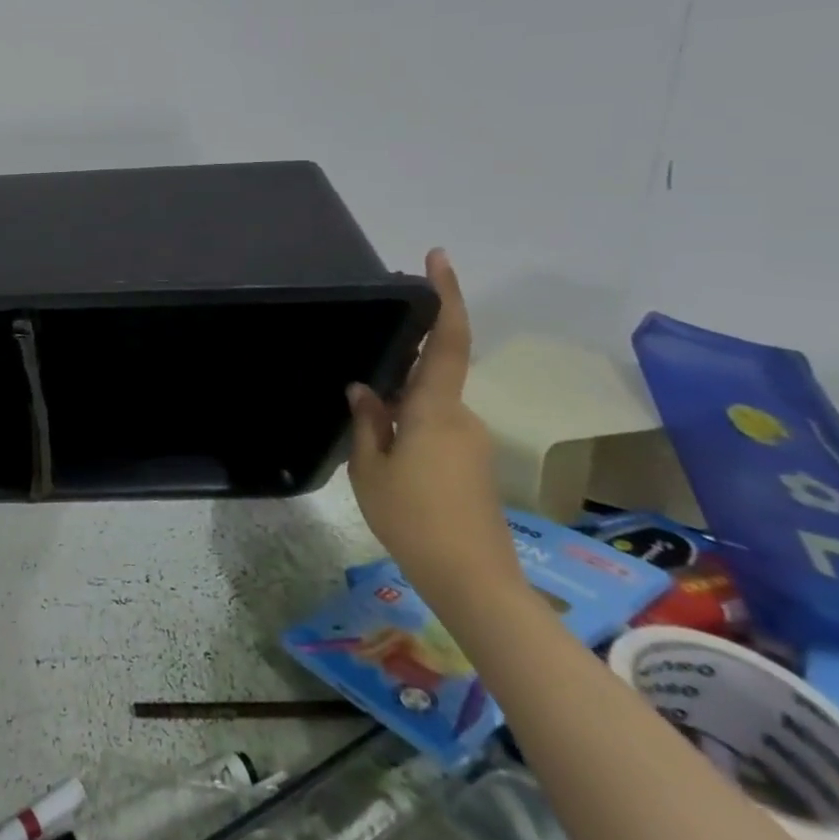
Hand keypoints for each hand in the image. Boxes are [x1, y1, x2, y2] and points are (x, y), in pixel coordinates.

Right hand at [346, 249, 519, 612]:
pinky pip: (434, 427)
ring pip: (427, 406)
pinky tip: (385, 456)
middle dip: (399, 368)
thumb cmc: (414, 518)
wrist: (474, 581)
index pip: (447, 341)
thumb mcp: (371, 468)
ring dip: (398, 408)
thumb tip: (364, 389)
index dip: (447, 296)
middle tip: (365, 376)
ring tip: (366, 435)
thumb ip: (368, 422)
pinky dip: (408, 428)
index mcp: (435, 409)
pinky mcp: (471, 464)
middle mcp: (460, 416)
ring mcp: (469, 441)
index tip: (438, 258)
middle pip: (430, 375)